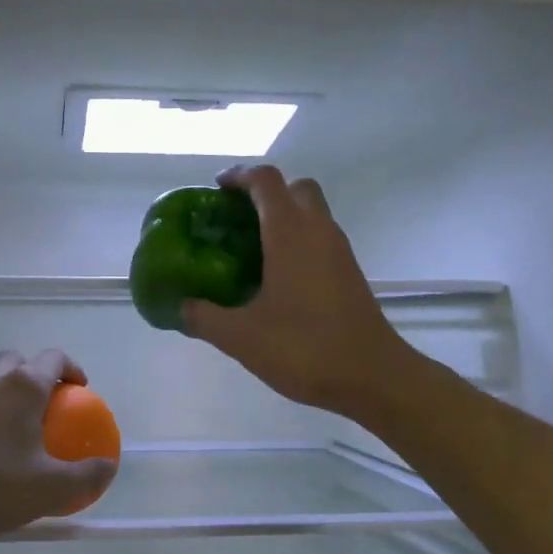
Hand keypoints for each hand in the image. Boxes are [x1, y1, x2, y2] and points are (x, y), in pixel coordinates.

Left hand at [0, 349, 118, 539]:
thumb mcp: (52, 487)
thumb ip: (86, 475)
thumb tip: (109, 466)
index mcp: (24, 386)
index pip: (54, 358)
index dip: (72, 369)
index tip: (81, 390)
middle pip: (19, 361)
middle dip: (37, 373)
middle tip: (50, 402)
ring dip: (11, 389)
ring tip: (23, 422)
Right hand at [182, 165, 412, 417]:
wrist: (372, 376)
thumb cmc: (304, 348)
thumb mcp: (241, 337)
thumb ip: (204, 317)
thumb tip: (180, 306)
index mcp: (291, 233)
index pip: (265, 181)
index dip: (239, 177)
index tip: (216, 190)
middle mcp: (319, 231)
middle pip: (294, 188)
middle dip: (264, 194)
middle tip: (235, 219)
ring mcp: (339, 251)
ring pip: (311, 214)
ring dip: (282, 219)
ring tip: (249, 250)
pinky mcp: (349, 274)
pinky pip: (319, 240)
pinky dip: (297, 243)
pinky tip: (276, 278)